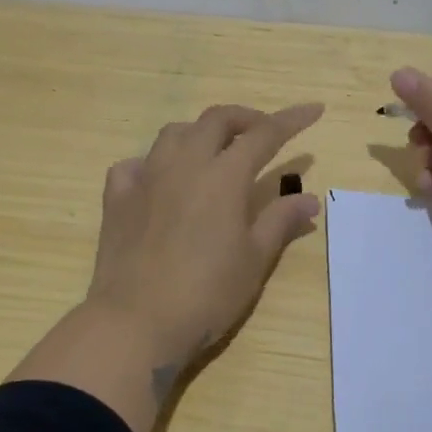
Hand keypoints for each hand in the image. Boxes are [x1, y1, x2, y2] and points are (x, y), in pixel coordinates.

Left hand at [86, 102, 323, 370]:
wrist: (135, 322)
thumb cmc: (206, 294)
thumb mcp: (254, 261)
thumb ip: (279, 221)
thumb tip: (309, 198)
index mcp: (223, 176)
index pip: (264, 134)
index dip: (292, 119)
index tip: (314, 109)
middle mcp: (184, 164)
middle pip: (216, 120)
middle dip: (245, 118)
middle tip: (263, 132)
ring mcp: (146, 177)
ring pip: (174, 133)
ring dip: (200, 133)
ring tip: (214, 152)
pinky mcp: (117, 197)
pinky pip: (134, 164)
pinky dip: (153, 163)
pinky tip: (160, 180)